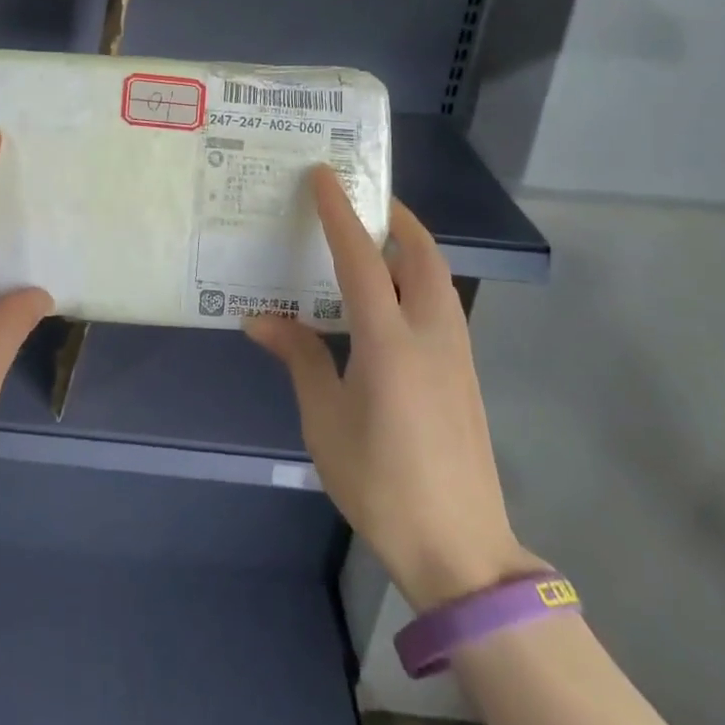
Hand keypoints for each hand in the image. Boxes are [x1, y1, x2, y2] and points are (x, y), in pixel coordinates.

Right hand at [246, 166, 543, 609]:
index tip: (325, 174)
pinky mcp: (464, 374)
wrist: (460, 549)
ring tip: (370, 240)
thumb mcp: (325, 419)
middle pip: (421, 254)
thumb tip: (260, 319)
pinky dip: (415, 279)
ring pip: (437, 277)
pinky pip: (440, 304)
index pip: (362, 257)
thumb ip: (301, 358)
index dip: (340, 212)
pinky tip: (387, 299)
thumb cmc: (380, 482)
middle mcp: (431, 334)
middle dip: (393, 217)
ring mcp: (457, 354)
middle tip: (358, 198)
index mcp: (390, 340)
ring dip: (408, 246)